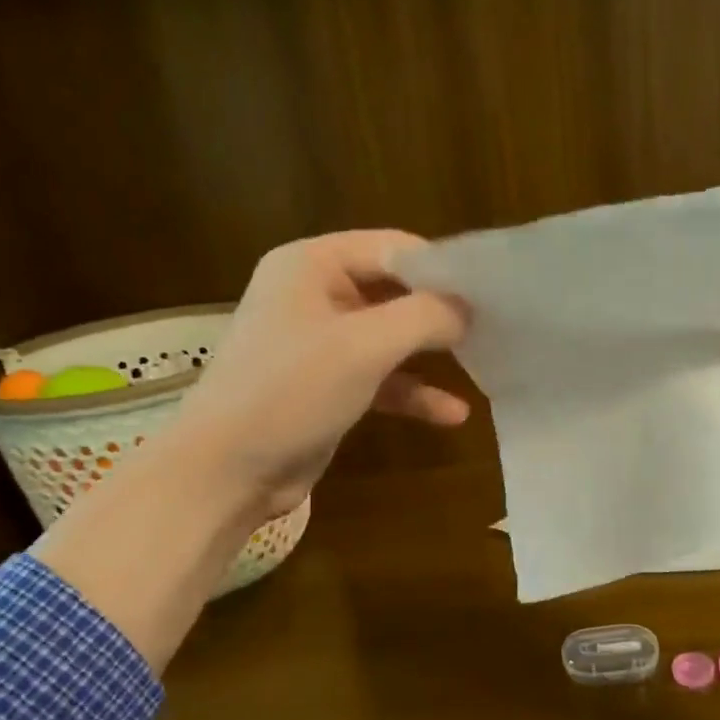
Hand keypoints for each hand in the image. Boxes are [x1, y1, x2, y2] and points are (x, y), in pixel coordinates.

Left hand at [176, 230, 470, 517]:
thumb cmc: (290, 391)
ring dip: (432, 355)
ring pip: (390, 338)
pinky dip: (413, 392)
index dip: (441, 267)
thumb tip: (467, 308)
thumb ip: (424, 317)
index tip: (489, 292)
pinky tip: (454, 415)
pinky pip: (381, 379)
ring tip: (483, 366)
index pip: (392, 248)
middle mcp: (315, 295)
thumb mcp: (364, 346)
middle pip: (394, 291)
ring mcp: (321, 344)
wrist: (226, 471)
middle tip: (494, 328)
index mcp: (312, 265)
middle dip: (441, 312)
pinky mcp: (328, 387)